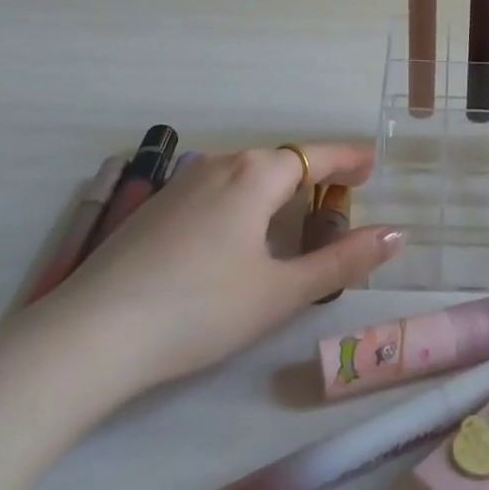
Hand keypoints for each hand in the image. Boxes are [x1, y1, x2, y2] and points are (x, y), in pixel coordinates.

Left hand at [38, 143, 401, 404]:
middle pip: (281, 161)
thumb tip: (397, 234)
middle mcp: (221, 164)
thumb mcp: (281, 292)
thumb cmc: (200, 309)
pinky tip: (237, 239)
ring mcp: (183, 183)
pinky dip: (243, 202)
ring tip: (294, 220)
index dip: (349, 159)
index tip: (373, 164)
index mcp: (257, 174)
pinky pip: (217, 190)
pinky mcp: (156, 207)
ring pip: (245, 175)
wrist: (91, 334)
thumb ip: (343, 261)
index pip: (317, 155)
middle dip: (314, 177)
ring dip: (277, 190)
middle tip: (339, 200)